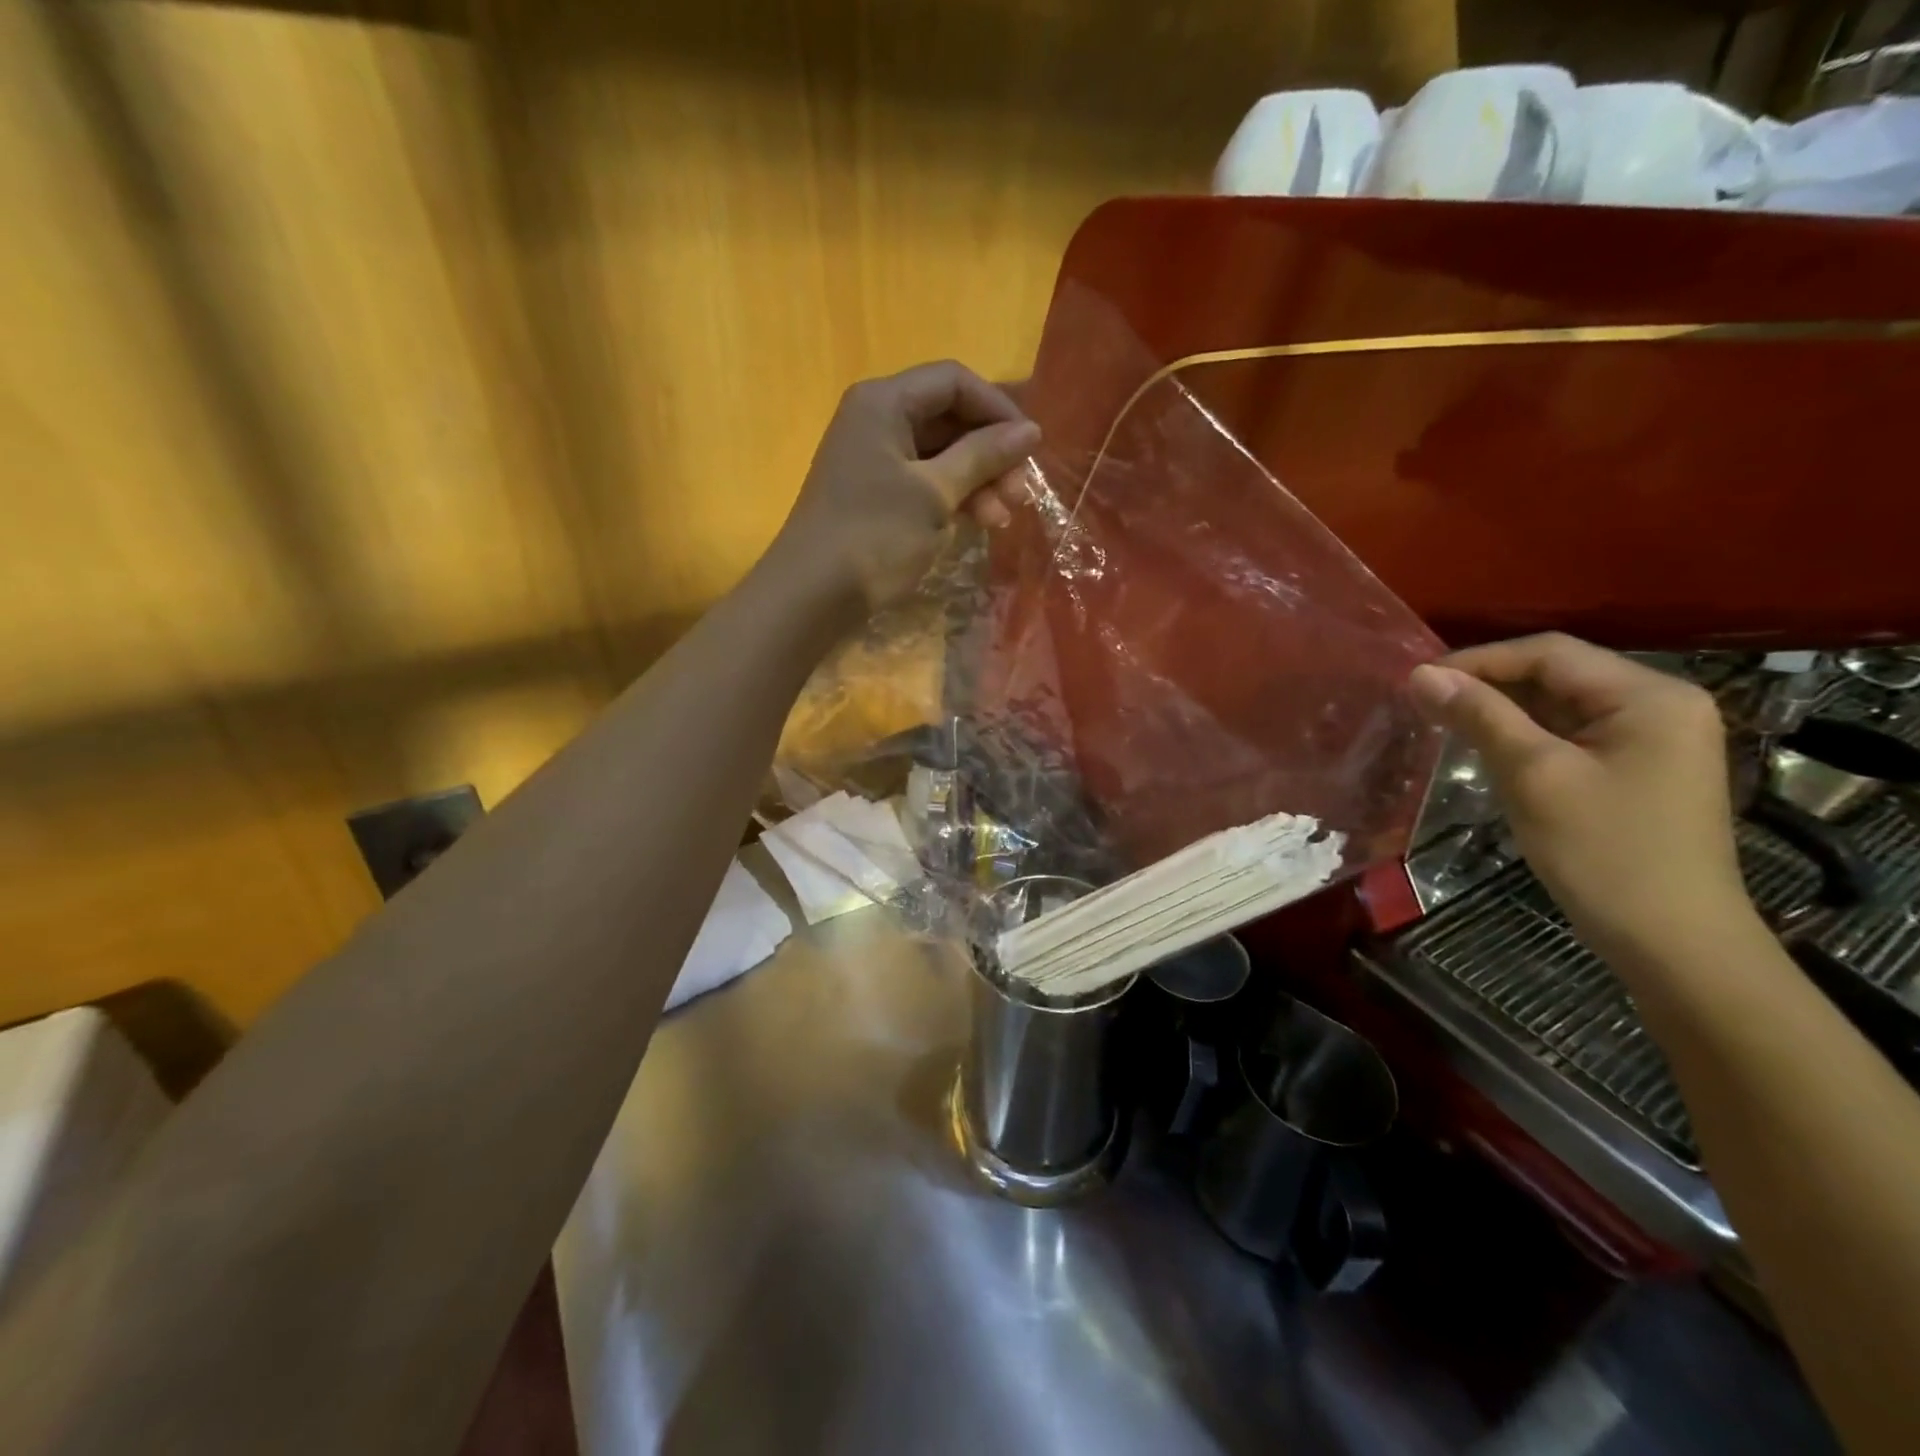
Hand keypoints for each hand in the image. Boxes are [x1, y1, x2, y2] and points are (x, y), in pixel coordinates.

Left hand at [771, 361, 1038, 612]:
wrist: (812, 594)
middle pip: (949, 417)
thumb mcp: (935, 493)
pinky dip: (954, 497)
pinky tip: (978, 522)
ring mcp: (874, 458)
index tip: (1031, 448)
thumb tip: (1030, 430)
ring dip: (977, 481)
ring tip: (1002, 518)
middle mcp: (876, 419)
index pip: (954, 381)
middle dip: (990, 453)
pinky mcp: (876, 493)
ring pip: (941, 454)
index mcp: (884, 402)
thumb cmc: (875, 535)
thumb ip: (983, 456)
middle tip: (1020, 494)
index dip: (998, 409)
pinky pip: (925, 480)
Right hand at [1410, 634, 1753, 964]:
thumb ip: (1480, 717)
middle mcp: (1660, 706)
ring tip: (1443, 722)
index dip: (1479, 660)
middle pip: (1558, 675)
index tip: (1418, 682)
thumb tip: (1421, 674)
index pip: (1550, 653)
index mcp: (1649, 697)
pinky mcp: (1638, 770)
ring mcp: (1653, 740)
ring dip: (1502, 711)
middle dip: (1488, 685)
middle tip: (1424, 703)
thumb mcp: (1534, 776)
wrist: (1672, 943)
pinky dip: (1525, 736)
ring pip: (1561, 705)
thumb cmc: (1605, 852)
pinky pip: (1571, 735)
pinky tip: (1486, 748)